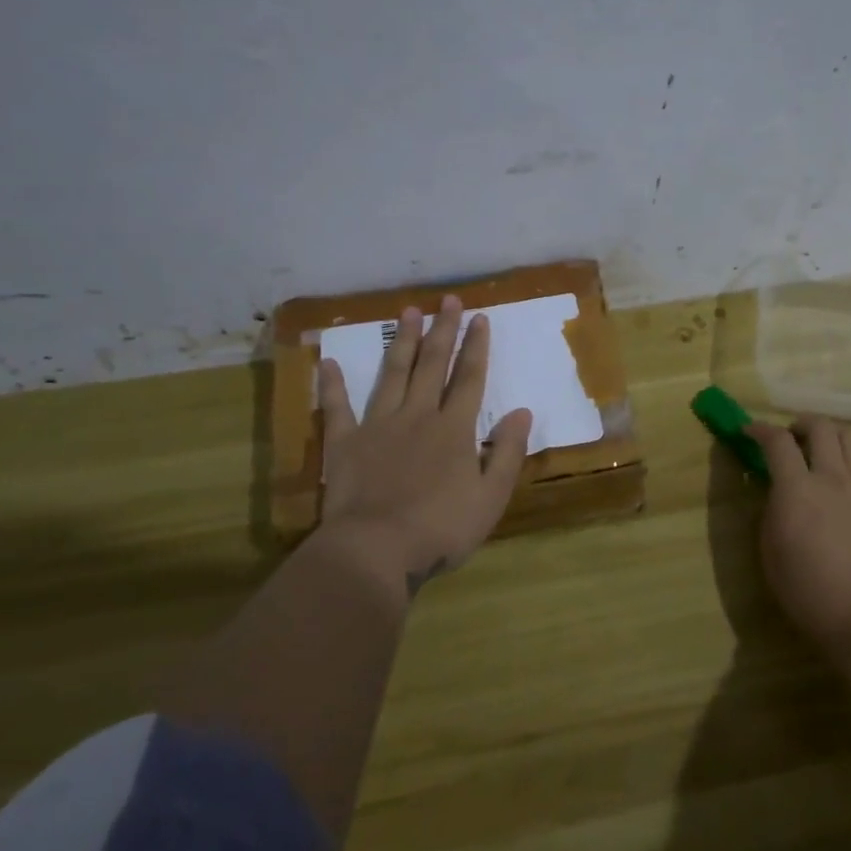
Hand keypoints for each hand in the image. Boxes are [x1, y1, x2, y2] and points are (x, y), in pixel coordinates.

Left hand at [316, 296, 532, 594]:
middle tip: (447, 300)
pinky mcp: (345, 443)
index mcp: (454, 429)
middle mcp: (417, 416)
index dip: (476, 347)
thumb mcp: (491, 497)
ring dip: (402, 342)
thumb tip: (522, 412)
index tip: (480, 317)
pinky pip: (338, 407)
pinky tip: (328, 361)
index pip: (469, 378)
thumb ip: (507, 452)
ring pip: (392, 374)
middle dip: (443, 330)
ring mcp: (378, 425)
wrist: (376, 550)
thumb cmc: (441, 528)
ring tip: (407, 312)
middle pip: (432, 366)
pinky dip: (333, 384)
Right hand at [744, 415, 850, 661]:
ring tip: (826, 453)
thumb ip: (772, 512)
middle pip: (820, 427)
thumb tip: (777, 491)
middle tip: (792, 439)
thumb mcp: (771, 552)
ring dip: (834, 437)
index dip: (760, 429)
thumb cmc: (808, 591)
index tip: (749, 431)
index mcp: (796, 489)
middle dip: (801, 425)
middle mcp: (832, 478)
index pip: (777, 441)